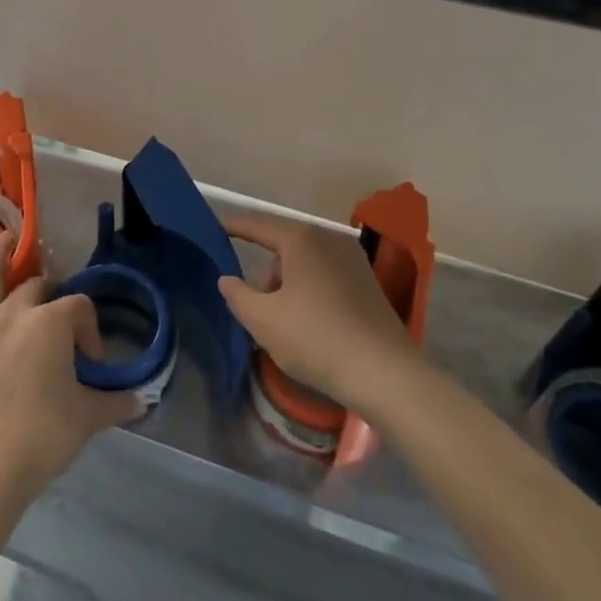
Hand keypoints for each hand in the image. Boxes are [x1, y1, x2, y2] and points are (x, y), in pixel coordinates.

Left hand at [0, 232, 142, 507]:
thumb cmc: (41, 439)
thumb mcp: (87, 419)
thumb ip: (115, 403)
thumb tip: (142, 401)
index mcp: (52, 324)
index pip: (80, 309)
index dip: (90, 333)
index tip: (91, 366)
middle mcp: (16, 313)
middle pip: (40, 289)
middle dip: (53, 299)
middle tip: (59, 323)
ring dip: (2, 252)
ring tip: (10, 236)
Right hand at [220, 213, 422, 417]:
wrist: (386, 375)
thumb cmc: (316, 339)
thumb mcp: (263, 320)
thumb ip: (237, 295)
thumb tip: (227, 279)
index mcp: (301, 239)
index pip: (257, 226)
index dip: (233, 226)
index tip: (213, 226)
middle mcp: (329, 240)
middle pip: (282, 249)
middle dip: (265, 276)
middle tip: (255, 310)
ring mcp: (353, 261)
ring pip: (305, 266)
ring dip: (288, 288)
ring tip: (283, 327)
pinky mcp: (369, 285)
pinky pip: (326, 280)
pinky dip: (310, 295)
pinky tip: (310, 328)